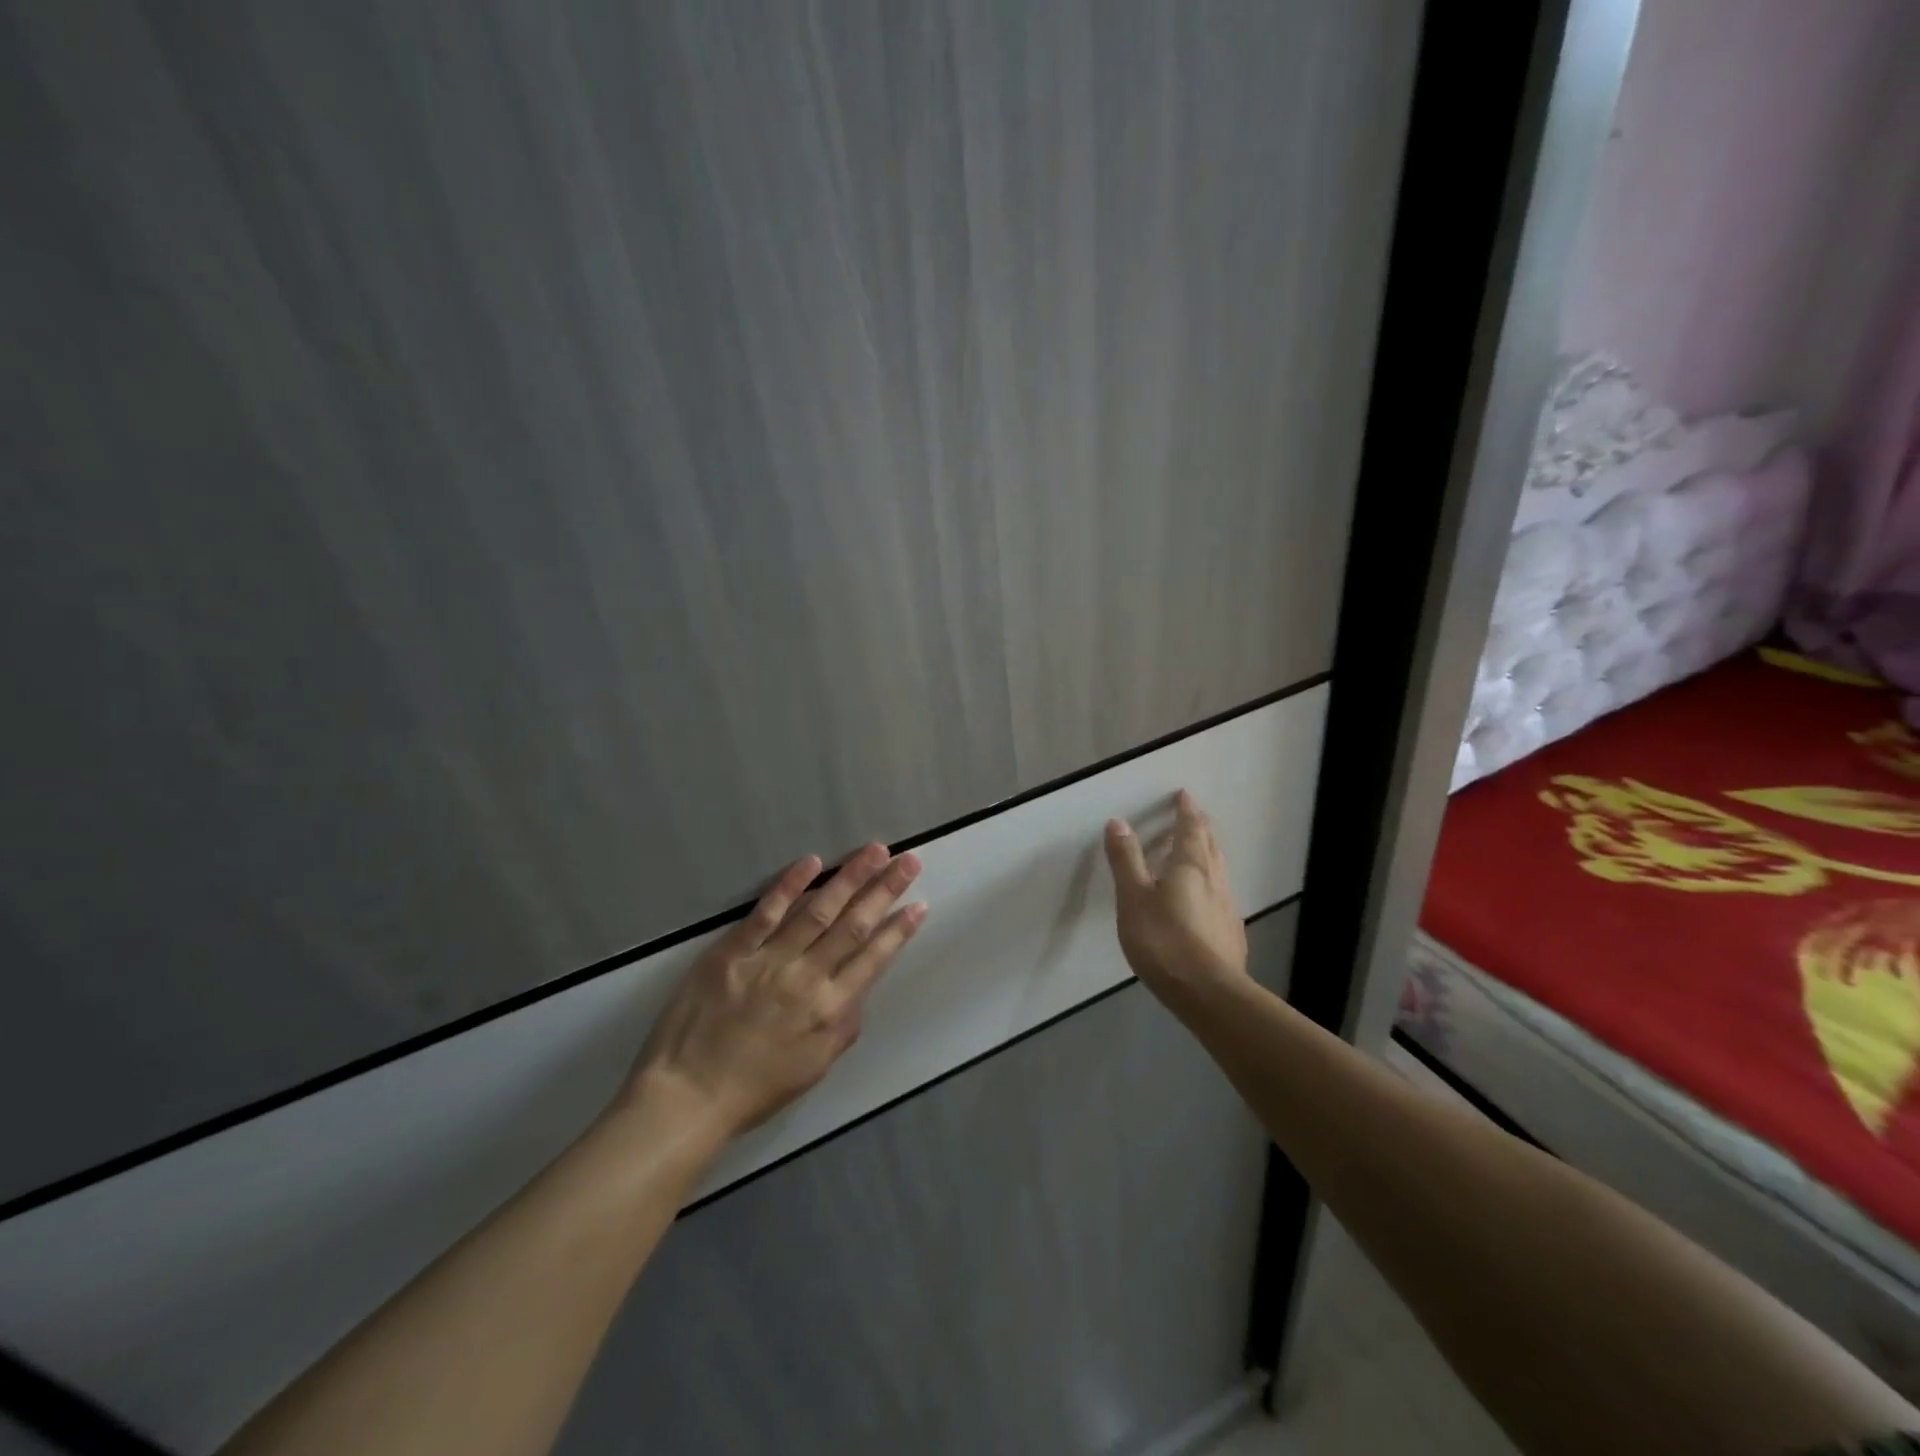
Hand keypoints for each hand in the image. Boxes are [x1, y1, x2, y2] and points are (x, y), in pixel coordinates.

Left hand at [627, 844, 926, 1136]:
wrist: (688, 1095)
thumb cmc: (755, 1088)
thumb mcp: (814, 1068)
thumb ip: (844, 1027)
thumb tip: (860, 991)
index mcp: (830, 1009)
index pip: (874, 959)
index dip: (899, 929)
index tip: (919, 903)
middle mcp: (807, 978)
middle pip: (854, 925)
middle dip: (885, 890)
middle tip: (909, 860)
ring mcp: (770, 960)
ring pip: (818, 910)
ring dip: (849, 877)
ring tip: (875, 851)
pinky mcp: (733, 950)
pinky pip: (766, 912)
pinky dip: (789, 885)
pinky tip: (812, 862)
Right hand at [1104, 790, 1247, 1012]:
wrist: (1208, 993)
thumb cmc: (1164, 940)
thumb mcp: (1134, 898)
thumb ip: (1126, 860)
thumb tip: (1118, 821)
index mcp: (1190, 866)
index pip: (1190, 829)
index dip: (1186, 810)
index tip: (1184, 795)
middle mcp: (1214, 880)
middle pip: (1210, 845)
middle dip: (1201, 827)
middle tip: (1193, 815)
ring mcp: (1227, 907)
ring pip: (1219, 869)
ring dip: (1209, 852)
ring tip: (1200, 849)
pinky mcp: (1230, 932)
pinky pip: (1221, 893)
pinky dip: (1212, 881)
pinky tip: (1207, 896)